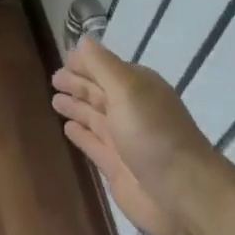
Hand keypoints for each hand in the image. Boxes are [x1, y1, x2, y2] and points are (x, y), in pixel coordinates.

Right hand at [52, 38, 228, 234]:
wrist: (181, 194)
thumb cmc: (153, 134)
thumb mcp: (127, 90)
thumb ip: (102, 66)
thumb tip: (84, 40)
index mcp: (138, 88)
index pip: (106, 68)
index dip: (85, 63)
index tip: (63, 58)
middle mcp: (131, 110)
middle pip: (99, 91)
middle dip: (78, 83)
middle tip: (53, 78)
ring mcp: (124, 140)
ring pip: (94, 116)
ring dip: (76, 106)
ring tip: (54, 100)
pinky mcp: (116, 166)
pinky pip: (93, 143)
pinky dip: (80, 134)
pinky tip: (67, 128)